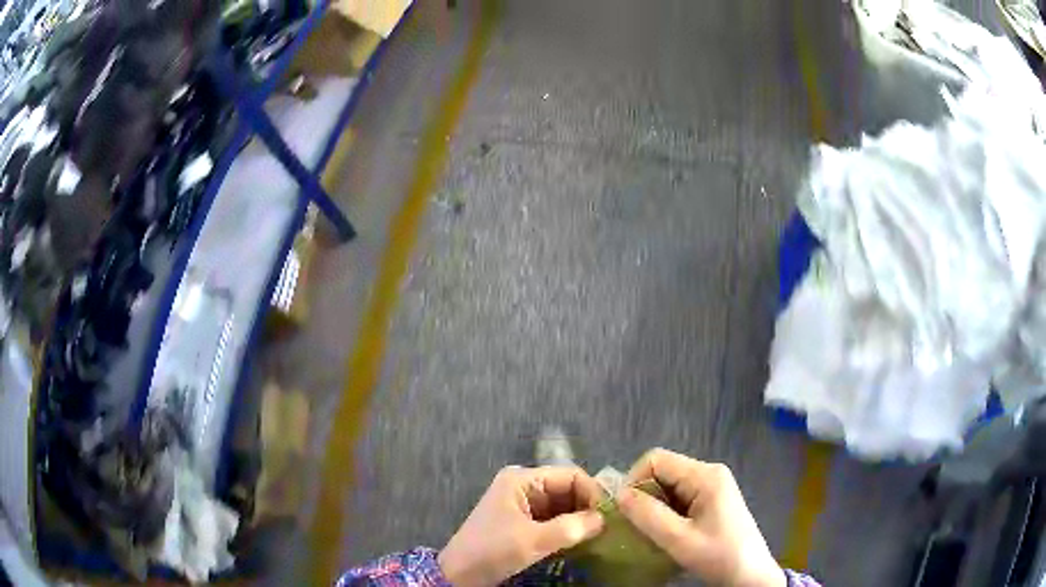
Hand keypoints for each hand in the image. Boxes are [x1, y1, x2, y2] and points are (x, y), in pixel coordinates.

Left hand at [438, 466, 604, 585]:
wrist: (458, 574)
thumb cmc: (492, 551)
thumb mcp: (532, 540)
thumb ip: (570, 528)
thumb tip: (603, 519)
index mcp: (522, 479)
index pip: (570, 475)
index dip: (592, 492)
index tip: (608, 516)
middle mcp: (523, 485)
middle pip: (567, 489)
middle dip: (587, 506)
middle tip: (606, 528)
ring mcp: (522, 503)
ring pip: (562, 505)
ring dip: (578, 519)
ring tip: (597, 535)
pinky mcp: (521, 521)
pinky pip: (552, 518)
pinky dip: (567, 527)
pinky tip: (579, 540)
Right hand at [616, 449, 784, 586]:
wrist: (750, 575)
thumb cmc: (718, 555)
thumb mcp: (678, 539)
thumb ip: (647, 515)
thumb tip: (618, 494)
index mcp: (705, 475)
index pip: (656, 459)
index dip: (634, 480)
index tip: (626, 511)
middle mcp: (709, 473)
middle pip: (662, 471)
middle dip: (644, 496)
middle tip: (637, 526)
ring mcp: (712, 486)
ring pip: (669, 486)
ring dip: (654, 507)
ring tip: (652, 532)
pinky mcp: (713, 500)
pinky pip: (680, 497)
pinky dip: (666, 512)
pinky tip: (667, 533)